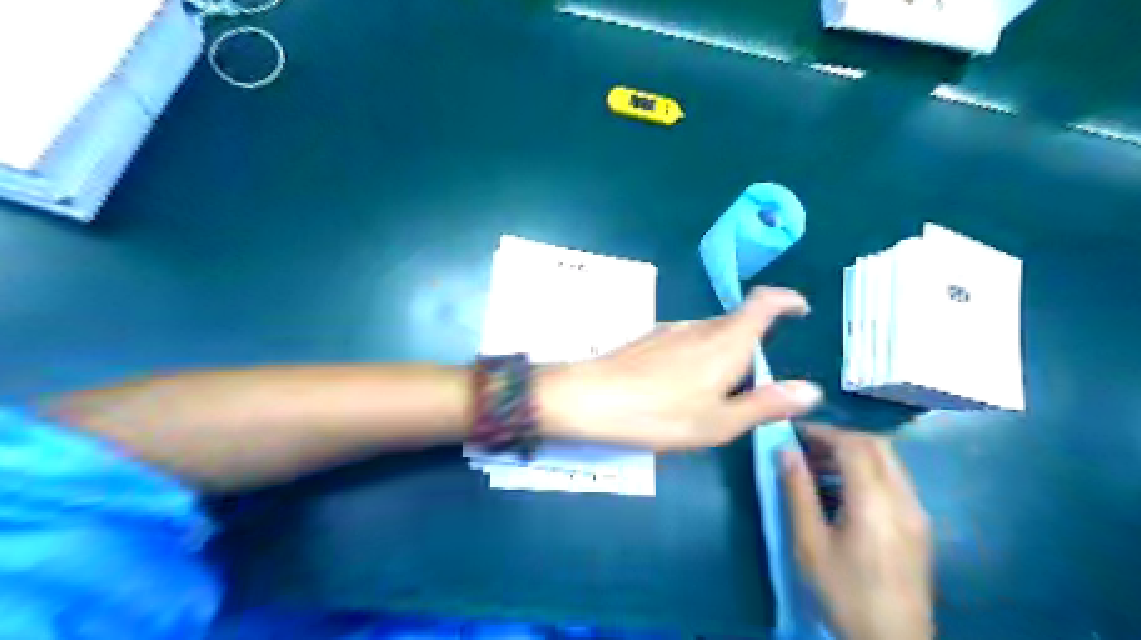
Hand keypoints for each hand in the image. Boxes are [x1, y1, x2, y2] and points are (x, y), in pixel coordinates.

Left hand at [535, 288, 820, 447]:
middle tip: (754, 383)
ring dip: (724, 352)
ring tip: (717, 391)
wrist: (589, 399)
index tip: (800, 310)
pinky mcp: (648, 339)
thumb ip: (765, 404)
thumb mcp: (718, 422)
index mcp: (726, 341)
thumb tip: (810, 390)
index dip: (786, 300)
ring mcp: (670, 330)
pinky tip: (681, 387)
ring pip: (710, 333)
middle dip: (754, 342)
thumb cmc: (659, 414)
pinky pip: (686, 341)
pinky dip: (698, 356)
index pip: (763, 303)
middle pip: (737, 321)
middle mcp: (699, 326)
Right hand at [787, 426, 936, 639]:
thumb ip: (798, 492)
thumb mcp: (809, 543)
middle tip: (808, 448)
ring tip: (820, 468)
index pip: (853, 445)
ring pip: (889, 461)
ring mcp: (917, 512)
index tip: (794, 434)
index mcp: (874, 502)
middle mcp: (903, 499)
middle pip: (876, 445)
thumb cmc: (844, 592)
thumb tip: (786, 451)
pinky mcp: (919, 526)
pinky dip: (868, 471)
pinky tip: (844, 492)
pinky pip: (894, 480)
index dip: (822, 432)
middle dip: (840, 438)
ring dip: (854, 453)